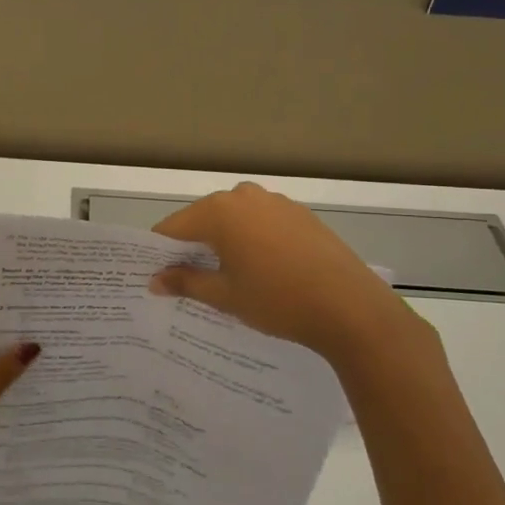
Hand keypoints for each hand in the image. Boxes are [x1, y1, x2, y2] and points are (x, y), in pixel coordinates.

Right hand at [149, 182, 436, 364]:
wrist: (350, 308)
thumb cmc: (277, 300)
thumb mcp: (224, 296)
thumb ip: (185, 282)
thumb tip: (154, 281)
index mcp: (219, 211)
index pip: (173, 227)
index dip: (160, 252)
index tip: (156, 276)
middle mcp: (244, 197)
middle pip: (203, 219)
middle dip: (192, 246)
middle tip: (188, 281)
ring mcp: (276, 202)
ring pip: (234, 220)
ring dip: (224, 243)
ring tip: (227, 278)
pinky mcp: (301, 214)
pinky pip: (262, 223)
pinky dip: (252, 241)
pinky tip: (262, 270)